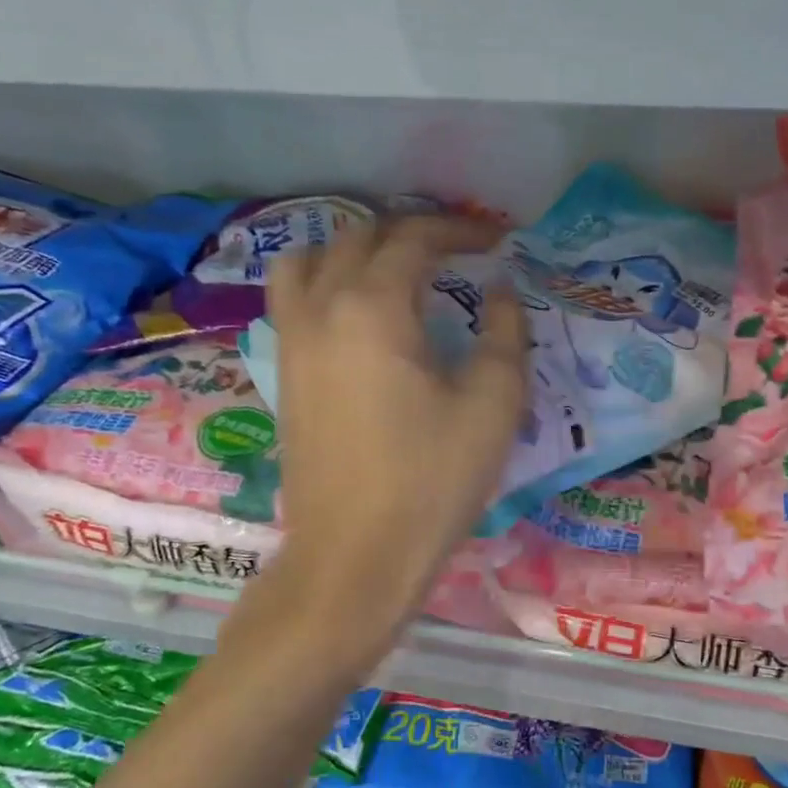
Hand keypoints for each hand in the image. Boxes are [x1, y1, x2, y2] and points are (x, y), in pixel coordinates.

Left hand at [265, 215, 527, 642]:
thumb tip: (499, 292)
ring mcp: (292, 340)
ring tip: (394, 270)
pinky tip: (357, 313)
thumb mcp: (493, 405)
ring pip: (307, 259)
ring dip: (353, 250)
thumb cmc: (431, 480)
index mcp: (373, 308)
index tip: (496, 240)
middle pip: (358, 238)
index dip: (459, 230)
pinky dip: (324, 282)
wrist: (354, 556)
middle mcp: (321, 309)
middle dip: (411, 233)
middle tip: (455, 252)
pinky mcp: (283, 373)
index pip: (414, 239)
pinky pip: (292, 299)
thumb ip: (504, 333)